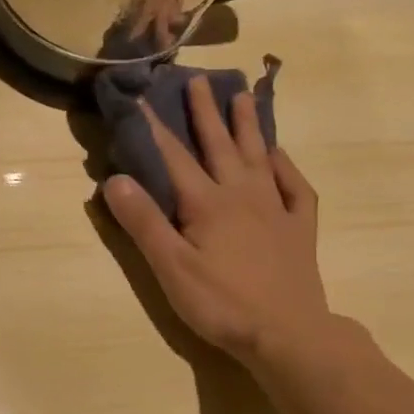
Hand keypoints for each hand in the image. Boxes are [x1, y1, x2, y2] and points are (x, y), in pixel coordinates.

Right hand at [102, 75, 332, 363]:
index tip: (142, 97)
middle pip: (219, 145)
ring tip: (241, 97)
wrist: (287, 334)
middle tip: (197, 80)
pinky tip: (279, 156)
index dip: (154, 127)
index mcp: (206, 203)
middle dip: (205, 112)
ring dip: (247, 126)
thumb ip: (143, 222)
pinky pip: (295, 188)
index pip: (174, 157)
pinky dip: (286, 167)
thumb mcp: (170, 266)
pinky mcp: (299, 229)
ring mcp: (275, 209)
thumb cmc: (220, 302)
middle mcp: (241, 194)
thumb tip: (114, 179)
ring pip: (258, 157)